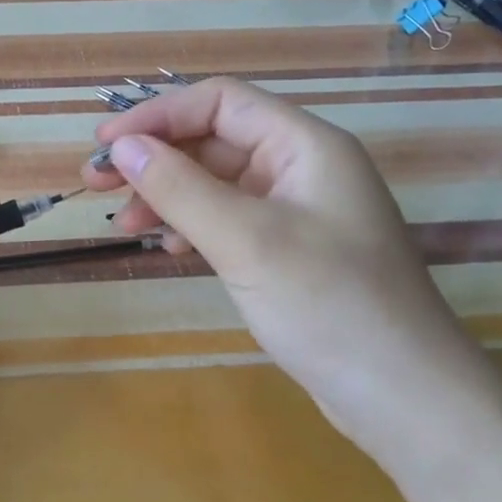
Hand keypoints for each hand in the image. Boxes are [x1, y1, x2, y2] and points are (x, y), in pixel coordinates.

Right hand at [84, 78, 498, 466]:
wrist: (406, 398)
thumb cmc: (330, 305)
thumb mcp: (246, 241)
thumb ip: (180, 188)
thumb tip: (121, 147)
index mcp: (305, 146)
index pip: (219, 102)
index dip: (158, 115)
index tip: (105, 145)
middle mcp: (300, 167)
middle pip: (213, 140)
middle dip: (154, 157)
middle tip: (96, 183)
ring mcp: (295, 211)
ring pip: (215, 183)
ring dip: (166, 194)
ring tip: (122, 223)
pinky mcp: (287, 251)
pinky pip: (227, 219)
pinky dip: (190, 225)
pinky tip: (166, 248)